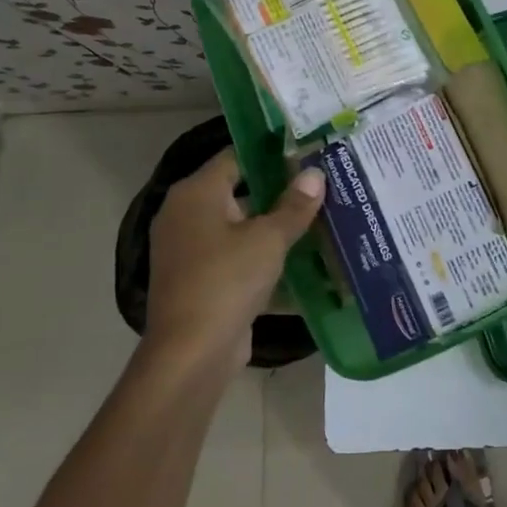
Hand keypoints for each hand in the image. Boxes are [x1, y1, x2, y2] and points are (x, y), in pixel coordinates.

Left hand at [145, 150, 324, 368]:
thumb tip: (315, 173)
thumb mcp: (268, 239)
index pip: (236, 156)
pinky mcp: (201, 280)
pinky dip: (264, 257)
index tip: (307, 152)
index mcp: (196, 194)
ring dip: (274, 227)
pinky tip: (303, 260)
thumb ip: (294, 205)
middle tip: (321, 185)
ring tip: (320, 218)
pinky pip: (237, 257)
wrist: (192, 353)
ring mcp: (191, 250)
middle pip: (238, 191)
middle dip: (279, 191)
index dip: (271, 153)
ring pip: (240, 228)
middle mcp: (186, 215)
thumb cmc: (226, 280)